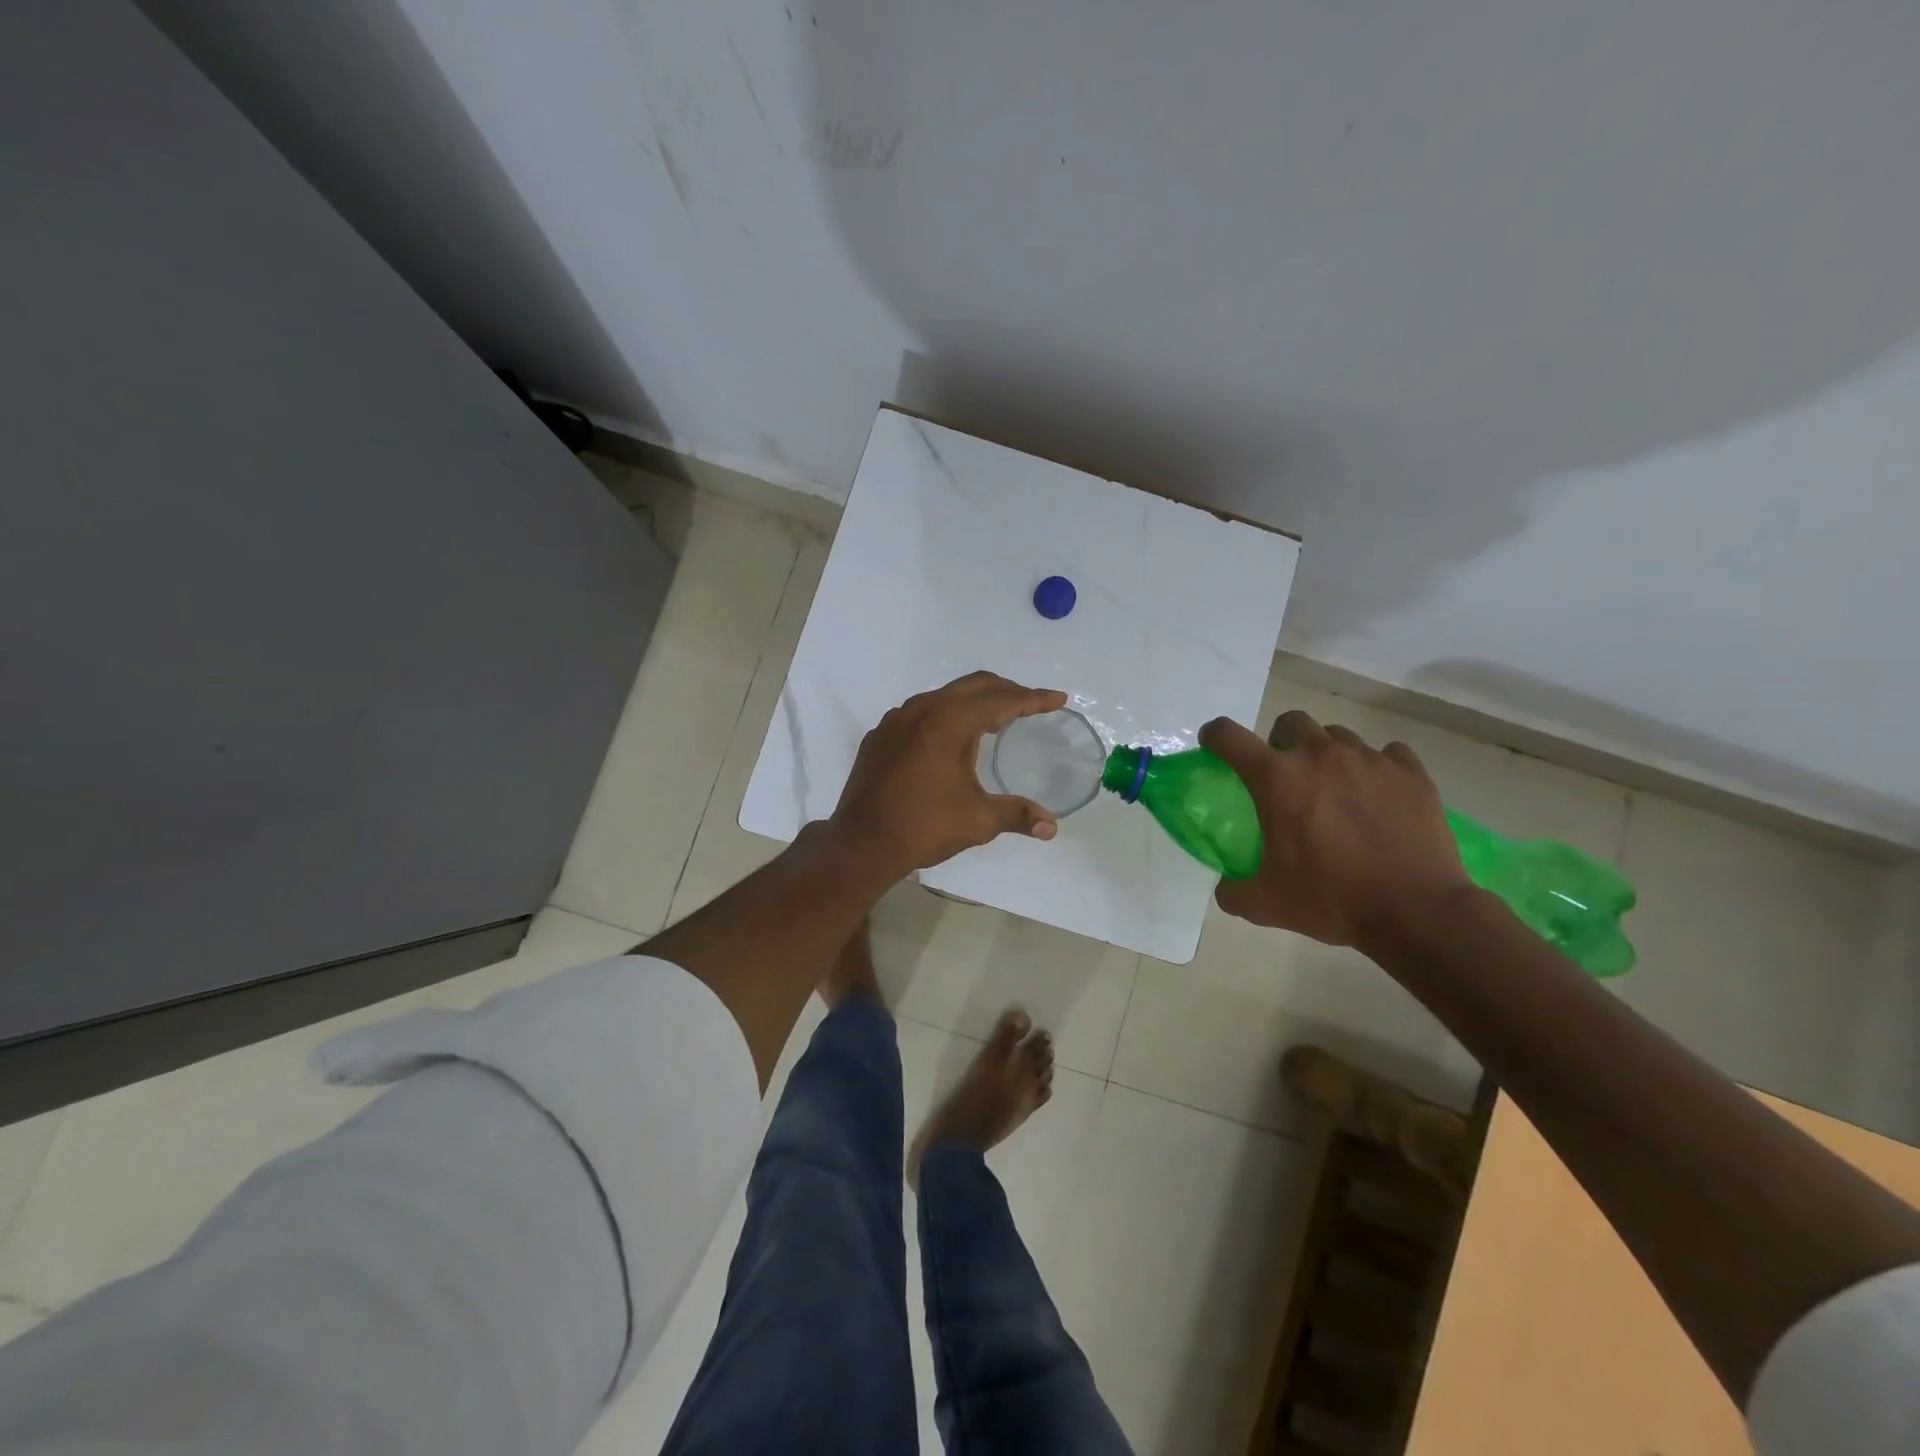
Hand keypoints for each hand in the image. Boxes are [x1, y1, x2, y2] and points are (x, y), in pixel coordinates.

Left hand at [831, 671, 1069, 875]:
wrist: (861, 843)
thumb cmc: (924, 827)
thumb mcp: (978, 820)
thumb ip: (1017, 815)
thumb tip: (1052, 827)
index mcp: (950, 721)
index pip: (1002, 701)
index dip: (1034, 699)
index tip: (1059, 699)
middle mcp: (922, 709)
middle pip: (974, 686)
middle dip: (1007, 691)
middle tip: (1032, 704)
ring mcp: (896, 720)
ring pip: (944, 695)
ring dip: (974, 701)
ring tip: (995, 718)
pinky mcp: (880, 736)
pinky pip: (920, 712)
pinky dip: (945, 715)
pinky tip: (950, 738)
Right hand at [1198, 711, 1472, 949]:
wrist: (1417, 912)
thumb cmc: (1332, 900)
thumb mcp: (1266, 904)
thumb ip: (1233, 890)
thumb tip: (1226, 885)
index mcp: (1277, 778)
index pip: (1229, 736)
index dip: (1215, 736)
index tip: (1215, 747)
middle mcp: (1320, 755)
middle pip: (1290, 722)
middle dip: (1281, 741)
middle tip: (1286, 776)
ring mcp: (1369, 759)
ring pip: (1338, 737)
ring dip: (1328, 756)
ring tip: (1336, 790)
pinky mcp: (1411, 773)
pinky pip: (1387, 754)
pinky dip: (1377, 769)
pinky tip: (1378, 796)